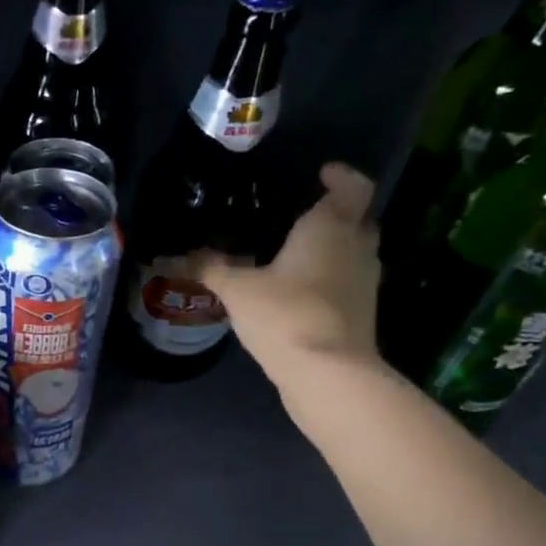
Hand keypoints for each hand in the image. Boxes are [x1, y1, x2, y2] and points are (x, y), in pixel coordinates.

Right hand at [197, 162, 384, 394]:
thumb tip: (180, 257)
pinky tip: (299, 293)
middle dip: (336, 214)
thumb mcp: (237, 289)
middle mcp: (357, 247)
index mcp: (331, 227)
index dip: (341, 176)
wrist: (326, 372)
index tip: (322, 174)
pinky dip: (330, 280)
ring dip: (334, 249)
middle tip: (302, 218)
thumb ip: (212, 269)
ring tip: (296, 256)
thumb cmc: (285, 313)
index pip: (353, 186)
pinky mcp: (362, 312)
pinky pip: (347, 283)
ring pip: (354, 252)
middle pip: (358, 219)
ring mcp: (365, 282)